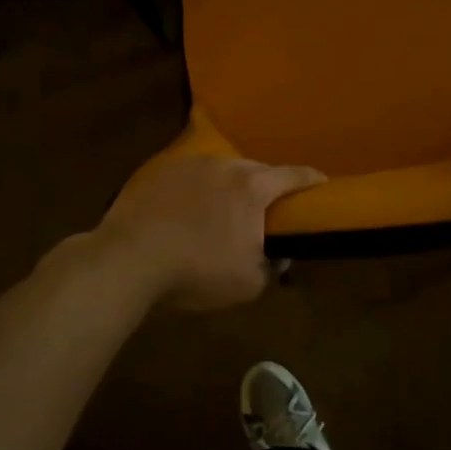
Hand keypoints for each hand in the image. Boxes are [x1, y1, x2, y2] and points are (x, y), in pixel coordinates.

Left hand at [94, 154, 325, 311]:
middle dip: (266, 185)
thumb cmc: (197, 271)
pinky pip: (188, 177)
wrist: (128, 260)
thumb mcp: (247, 283)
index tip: (322, 182)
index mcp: (252, 188)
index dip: (311, 179)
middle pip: (256, 170)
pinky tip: (186, 211)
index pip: (293, 176)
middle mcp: (223, 166)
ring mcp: (187, 165)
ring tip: (223, 209)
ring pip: (220, 170)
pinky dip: (195, 190)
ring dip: (228, 186)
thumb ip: (272, 268)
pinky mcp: (156, 172)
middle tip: (267, 206)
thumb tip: (279, 257)